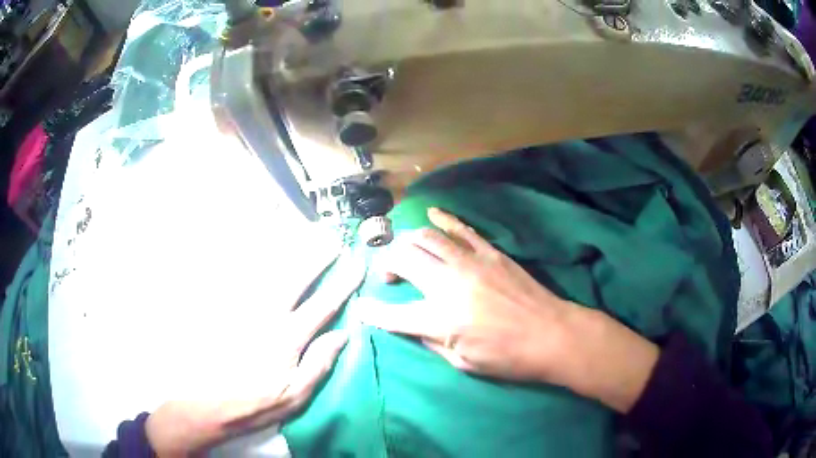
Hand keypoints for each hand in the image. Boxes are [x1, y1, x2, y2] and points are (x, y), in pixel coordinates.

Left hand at [146, 252, 364, 456]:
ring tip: (303, 232)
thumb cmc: (254, 403)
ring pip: (268, 269)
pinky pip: (241, 273)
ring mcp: (242, 306)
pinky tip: (262, 244)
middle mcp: (266, 315)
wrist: (206, 402)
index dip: (343, 283)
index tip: (357, 264)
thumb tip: (343, 335)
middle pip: (296, 277)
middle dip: (317, 255)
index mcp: (287, 338)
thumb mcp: (295, 397)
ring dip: (289, 248)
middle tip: (332, 238)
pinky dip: (254, 255)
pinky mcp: (224, 305)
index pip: (322, 305)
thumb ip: (319, 364)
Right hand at [358, 208, 658, 412]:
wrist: (552, 335)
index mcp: (441, 320)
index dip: (372, 312)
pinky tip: (431, 215)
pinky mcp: (490, 253)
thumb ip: (433, 342)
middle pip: (404, 261)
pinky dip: (443, 219)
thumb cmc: (508, 358)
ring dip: (408, 242)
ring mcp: (470, 263)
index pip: (393, 315)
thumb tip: (415, 327)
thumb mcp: (464, 363)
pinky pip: (461, 228)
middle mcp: (449, 285)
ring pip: (426, 238)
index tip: (362, 308)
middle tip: (389, 276)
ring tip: (406, 251)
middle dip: (387, 265)